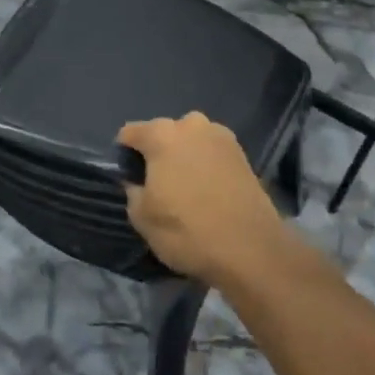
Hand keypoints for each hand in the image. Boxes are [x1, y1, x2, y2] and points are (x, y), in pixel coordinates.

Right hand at [119, 113, 289, 284]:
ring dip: (185, 156)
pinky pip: (213, 153)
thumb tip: (136, 181)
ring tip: (186, 187)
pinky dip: (206, 165)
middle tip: (158, 183)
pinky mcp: (243, 153)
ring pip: (192, 140)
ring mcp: (221, 136)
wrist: (251, 249)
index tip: (128, 177)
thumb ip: (132, 191)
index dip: (124, 154)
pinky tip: (208, 191)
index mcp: (162, 135)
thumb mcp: (143, 218)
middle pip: (164, 132)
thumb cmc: (187, 230)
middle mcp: (192, 125)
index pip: (130, 132)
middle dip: (158, 152)